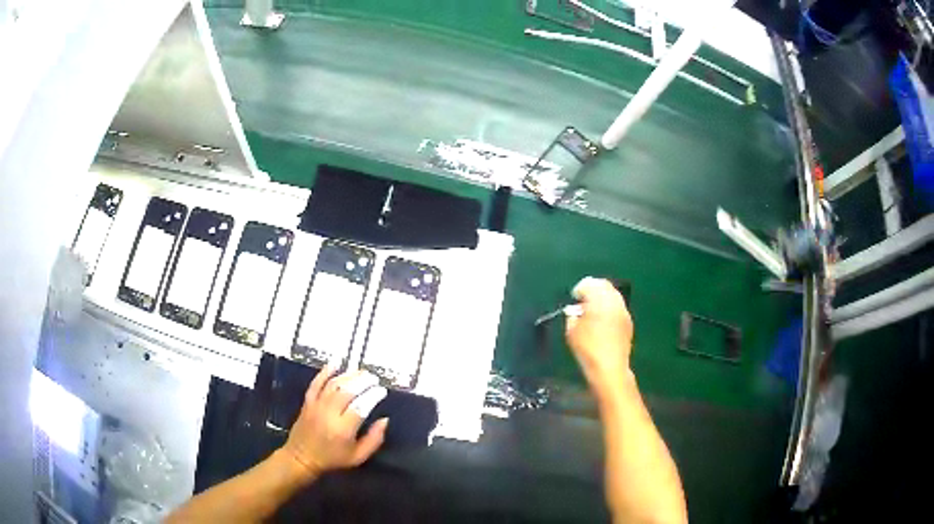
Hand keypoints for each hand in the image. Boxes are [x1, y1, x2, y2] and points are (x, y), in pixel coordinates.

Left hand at [281, 367, 388, 479]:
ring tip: (361, 372)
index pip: (360, 407)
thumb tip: (385, 420)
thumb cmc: (332, 459)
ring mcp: (316, 406)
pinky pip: (316, 383)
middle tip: (373, 378)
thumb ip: (374, 440)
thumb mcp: (358, 457)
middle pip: (347, 391)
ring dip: (348, 375)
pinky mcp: (307, 402)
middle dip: (362, 381)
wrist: (301, 458)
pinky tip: (335, 363)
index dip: (373, 396)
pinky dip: (325, 371)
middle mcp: (329, 414)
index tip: (382, 391)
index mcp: (343, 430)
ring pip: (333, 385)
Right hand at [565, 277, 633, 396]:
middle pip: (604, 285)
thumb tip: (575, 310)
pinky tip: (602, 322)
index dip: (579, 289)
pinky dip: (609, 308)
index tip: (573, 299)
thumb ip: (572, 315)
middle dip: (592, 290)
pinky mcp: (628, 321)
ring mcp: (623, 311)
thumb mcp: (571, 331)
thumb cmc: (587, 349)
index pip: (589, 284)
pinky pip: (618, 306)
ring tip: (592, 312)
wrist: (610, 368)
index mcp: (599, 300)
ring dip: (602, 298)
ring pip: (612, 295)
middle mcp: (614, 301)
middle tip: (582, 302)